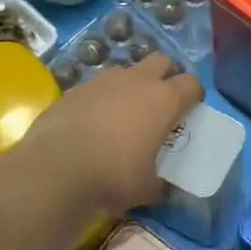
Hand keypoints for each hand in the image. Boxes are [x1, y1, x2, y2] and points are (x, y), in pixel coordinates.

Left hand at [13, 53, 204, 216]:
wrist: (55, 169)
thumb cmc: (113, 176)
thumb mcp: (147, 189)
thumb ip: (160, 182)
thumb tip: (162, 187)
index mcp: (163, 100)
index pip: (192, 83)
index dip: (194, 95)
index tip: (190, 111)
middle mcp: (136, 81)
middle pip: (161, 60)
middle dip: (165, 75)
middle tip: (160, 103)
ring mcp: (103, 80)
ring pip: (126, 71)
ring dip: (131, 86)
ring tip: (123, 114)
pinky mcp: (74, 88)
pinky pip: (97, 86)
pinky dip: (101, 98)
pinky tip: (93, 123)